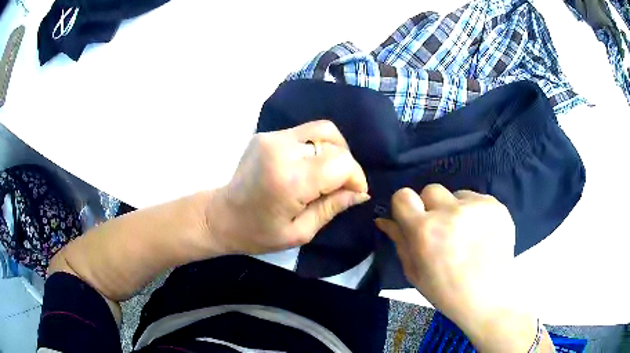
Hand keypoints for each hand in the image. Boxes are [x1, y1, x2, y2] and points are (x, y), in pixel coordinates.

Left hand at [208, 120, 369, 254]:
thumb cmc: (258, 233)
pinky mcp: (267, 134)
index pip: (341, 163)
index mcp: (290, 180)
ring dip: (333, 150)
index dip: (355, 177)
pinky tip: (309, 166)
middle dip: (346, 164)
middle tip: (341, 185)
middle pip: (334, 142)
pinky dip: (316, 146)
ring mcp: (272, 138)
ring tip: (328, 173)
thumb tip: (360, 193)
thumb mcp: (301, 232)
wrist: (221, 216)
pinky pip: (305, 132)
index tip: (355, 193)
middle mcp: (281, 150)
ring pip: (322, 130)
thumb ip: (332, 207)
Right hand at [376, 185, 544, 351]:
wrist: (488, 298)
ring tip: (465, 234)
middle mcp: (450, 212)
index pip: (403, 195)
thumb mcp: (415, 272)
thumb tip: (384, 219)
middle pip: (431, 189)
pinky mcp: (496, 206)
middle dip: (431, 207)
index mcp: (425, 231)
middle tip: (441, 229)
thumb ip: (399, 241)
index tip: (412, 218)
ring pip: (456, 194)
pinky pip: (477, 199)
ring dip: (455, 209)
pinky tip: (480, 234)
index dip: (405, 206)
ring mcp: (476, 206)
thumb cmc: (446, 291)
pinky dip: (475, 213)